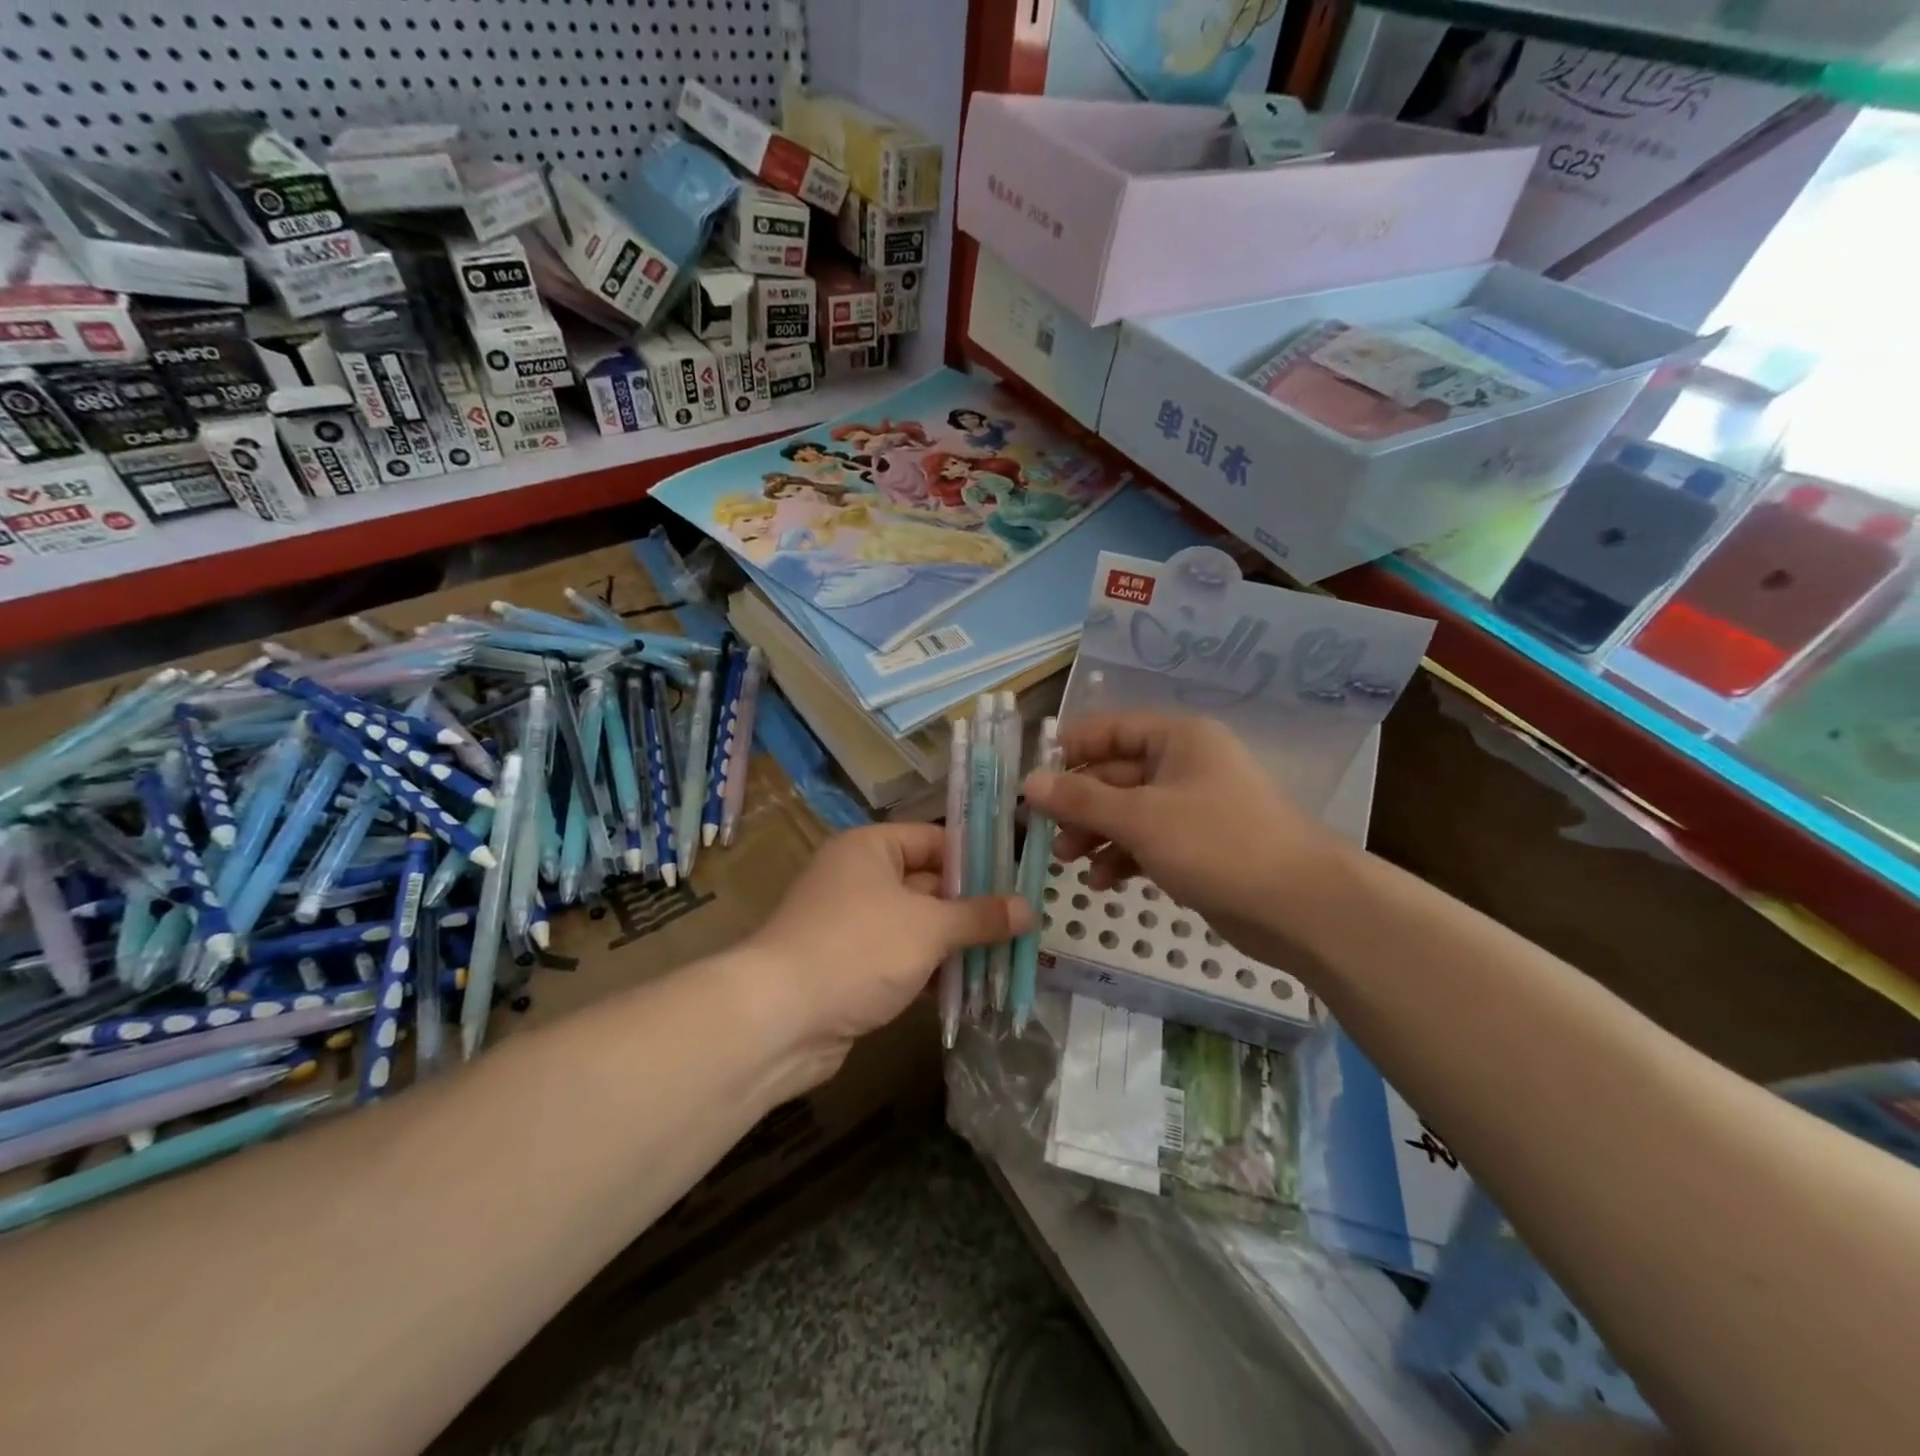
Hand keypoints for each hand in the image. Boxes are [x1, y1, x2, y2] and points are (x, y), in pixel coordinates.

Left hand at [741, 823, 1029, 1075]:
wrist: (779, 1019)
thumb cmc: (858, 950)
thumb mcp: (928, 928)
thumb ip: (979, 916)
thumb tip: (1028, 908)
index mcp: (870, 848)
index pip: (934, 840)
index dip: (977, 858)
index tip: (1019, 880)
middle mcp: (859, 878)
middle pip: (928, 884)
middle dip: (972, 908)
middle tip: (1023, 924)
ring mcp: (852, 925)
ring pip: (917, 926)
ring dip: (955, 944)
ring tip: (1008, 958)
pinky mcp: (849, 967)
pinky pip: (901, 959)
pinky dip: (931, 971)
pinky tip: (969, 989)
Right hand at [1023, 713, 1346, 968]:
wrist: (1299, 906)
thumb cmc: (1217, 843)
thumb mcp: (1141, 817)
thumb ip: (1081, 799)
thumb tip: (1027, 783)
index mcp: (1177, 739)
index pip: (1110, 730)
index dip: (1068, 750)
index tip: (1030, 779)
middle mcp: (1184, 765)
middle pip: (1114, 775)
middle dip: (1078, 804)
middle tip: (1043, 833)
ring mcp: (1192, 808)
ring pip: (1127, 812)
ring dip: (1095, 834)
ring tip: (1066, 862)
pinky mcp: (1197, 847)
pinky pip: (1147, 842)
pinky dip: (1122, 857)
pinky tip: (1103, 883)